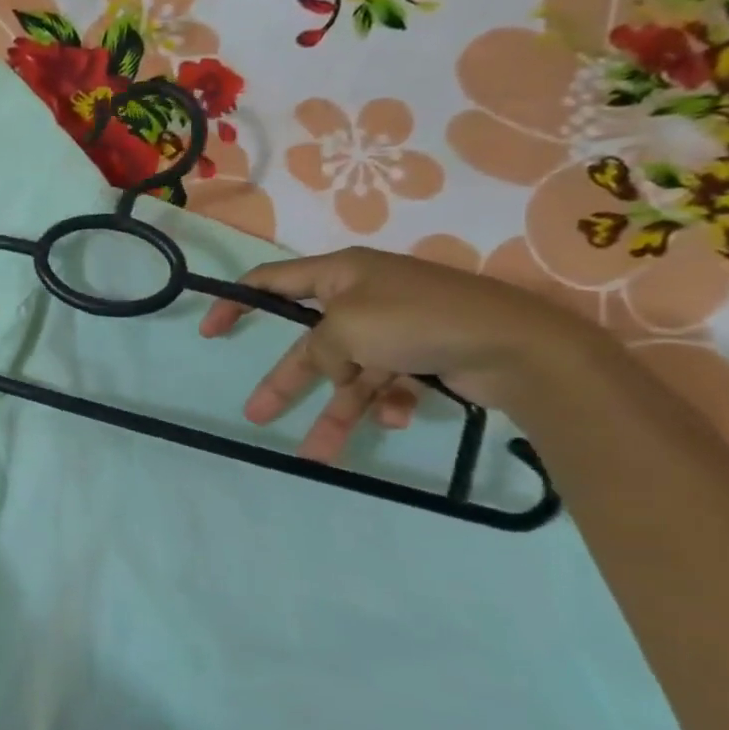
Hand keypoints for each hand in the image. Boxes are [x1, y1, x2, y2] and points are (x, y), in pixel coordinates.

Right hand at [199, 246, 608, 462]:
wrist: (518, 347)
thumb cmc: (418, 322)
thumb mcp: (347, 328)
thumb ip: (318, 347)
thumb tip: (330, 365)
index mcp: (342, 273)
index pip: (272, 281)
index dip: (236, 303)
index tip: (210, 331)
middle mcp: (364, 298)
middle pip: (311, 344)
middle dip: (286, 383)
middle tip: (255, 414)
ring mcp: (394, 329)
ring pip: (348, 375)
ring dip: (335, 413)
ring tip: (316, 455)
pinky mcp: (421, 357)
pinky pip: (387, 383)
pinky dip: (386, 403)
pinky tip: (397, 419)